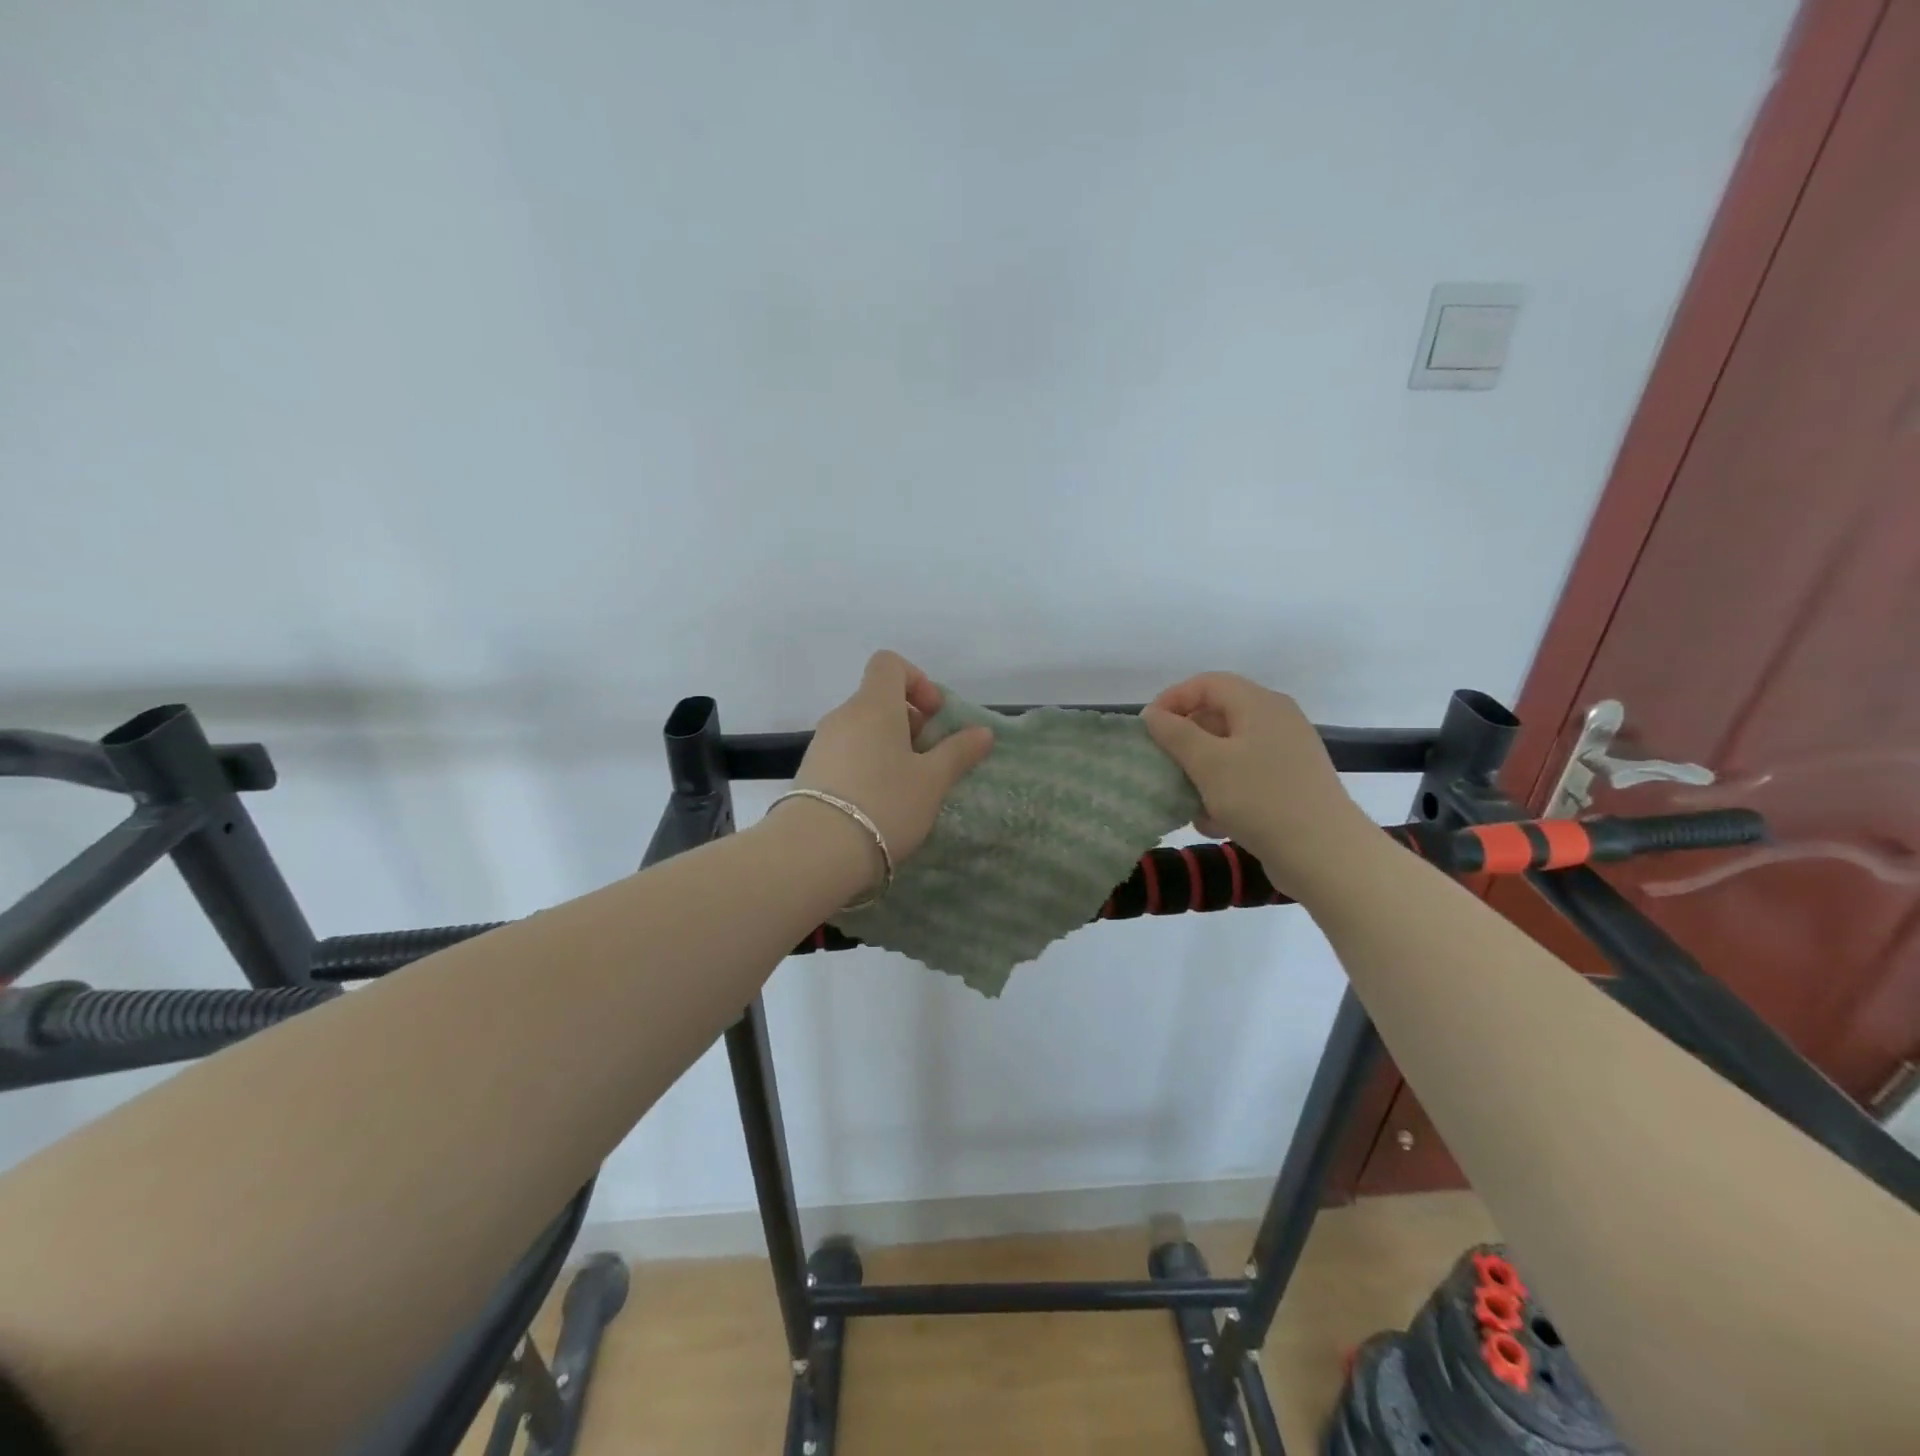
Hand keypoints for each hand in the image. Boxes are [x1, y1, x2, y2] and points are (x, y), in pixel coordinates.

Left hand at [788, 650, 994, 864]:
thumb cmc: (885, 804)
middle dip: (910, 722)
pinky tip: (879, 801)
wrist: (816, 851)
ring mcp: (822, 744)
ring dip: (889, 746)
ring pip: (863, 729)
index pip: (889, 663)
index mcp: (873, 705)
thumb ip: (958, 752)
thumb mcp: (932, 781)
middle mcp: (843, 716)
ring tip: (906, 786)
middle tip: (928, 759)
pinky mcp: (810, 771)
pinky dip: (867, 764)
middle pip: (879, 699)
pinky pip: (846, 753)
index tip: (934, 717)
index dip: (917, 681)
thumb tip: (982, 732)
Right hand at [1142, 673, 1379, 900]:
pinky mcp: (1289, 784)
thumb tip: (1153, 714)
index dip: (1172, 699)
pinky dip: (1225, 793)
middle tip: (1162, 765)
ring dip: (1201, 774)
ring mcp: (1286, 753)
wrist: (1325, 854)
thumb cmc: (1261, 798)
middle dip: (1185, 742)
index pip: (1206, 683)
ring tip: (1187, 802)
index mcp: (1259, 704)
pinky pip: (1246, 777)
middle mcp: (1276, 720)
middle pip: (1217, 716)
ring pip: (1228, 752)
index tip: (1147, 729)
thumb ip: (1175, 733)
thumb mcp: (1208, 763)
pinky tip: (1215, 823)